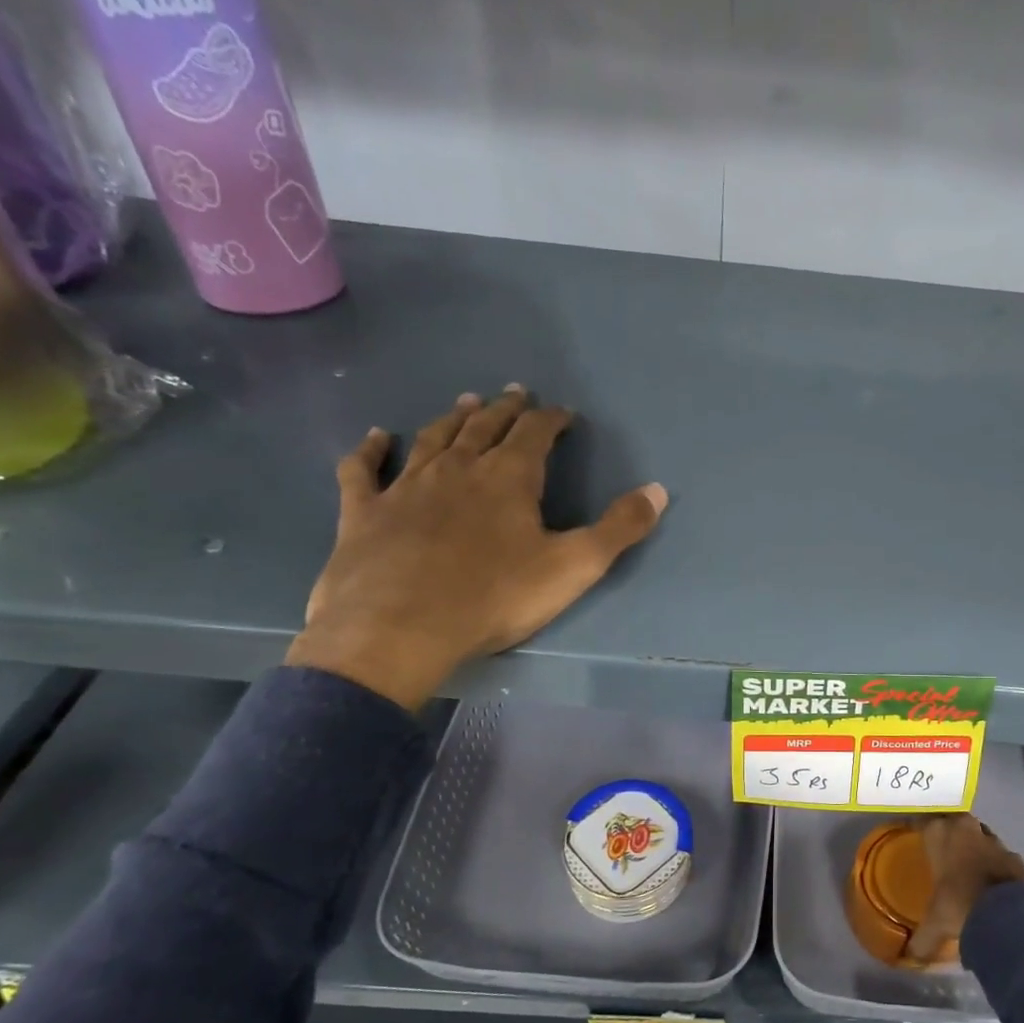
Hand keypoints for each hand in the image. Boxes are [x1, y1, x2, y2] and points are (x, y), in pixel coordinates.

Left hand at [285, 385, 667, 709]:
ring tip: (467, 402)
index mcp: (508, 478)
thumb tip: (658, 490)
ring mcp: (406, 486)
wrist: (399, 628)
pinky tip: (376, 437)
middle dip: (505, 410)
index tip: (563, 413)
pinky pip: (365, 469)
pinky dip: (371, 449)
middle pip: (485, 428)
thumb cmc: (495, 597)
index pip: (535, 434)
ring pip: (433, 439)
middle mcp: (457, 469)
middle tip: (515, 395)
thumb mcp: (573, 567)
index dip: (551, 420)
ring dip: (453, 419)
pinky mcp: (364, 511)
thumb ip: (619, 528)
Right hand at [906, 814, 1023, 961]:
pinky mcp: (1014, 855)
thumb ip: (921, 938)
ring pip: (978, 834)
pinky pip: (999, 854)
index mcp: (939, 834)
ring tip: (967, 865)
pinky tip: (991, 881)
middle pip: (952, 821)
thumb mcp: (935, 924)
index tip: (914, 836)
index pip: (922, 821)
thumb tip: (909, 957)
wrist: (1009, 914)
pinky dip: (994, 863)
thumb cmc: (960, 905)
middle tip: (941, 849)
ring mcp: (993, 840)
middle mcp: (965, 829)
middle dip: (948, 832)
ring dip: (973, 845)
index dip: (918, 828)